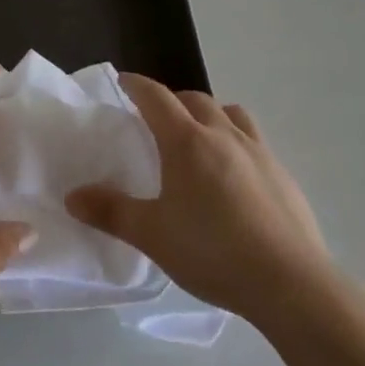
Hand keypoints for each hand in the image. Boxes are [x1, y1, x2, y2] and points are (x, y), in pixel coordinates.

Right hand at [66, 74, 331, 321]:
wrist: (292, 284)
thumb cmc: (213, 251)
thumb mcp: (152, 235)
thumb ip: (111, 212)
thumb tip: (72, 196)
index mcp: (186, 141)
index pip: (156, 96)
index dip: (137, 85)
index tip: (124, 81)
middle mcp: (223, 135)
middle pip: (195, 99)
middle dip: (173, 100)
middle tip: (158, 118)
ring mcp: (259, 153)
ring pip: (231, 114)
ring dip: (211, 115)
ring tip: (201, 138)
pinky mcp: (283, 176)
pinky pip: (255, 143)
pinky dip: (237, 144)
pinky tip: (235, 179)